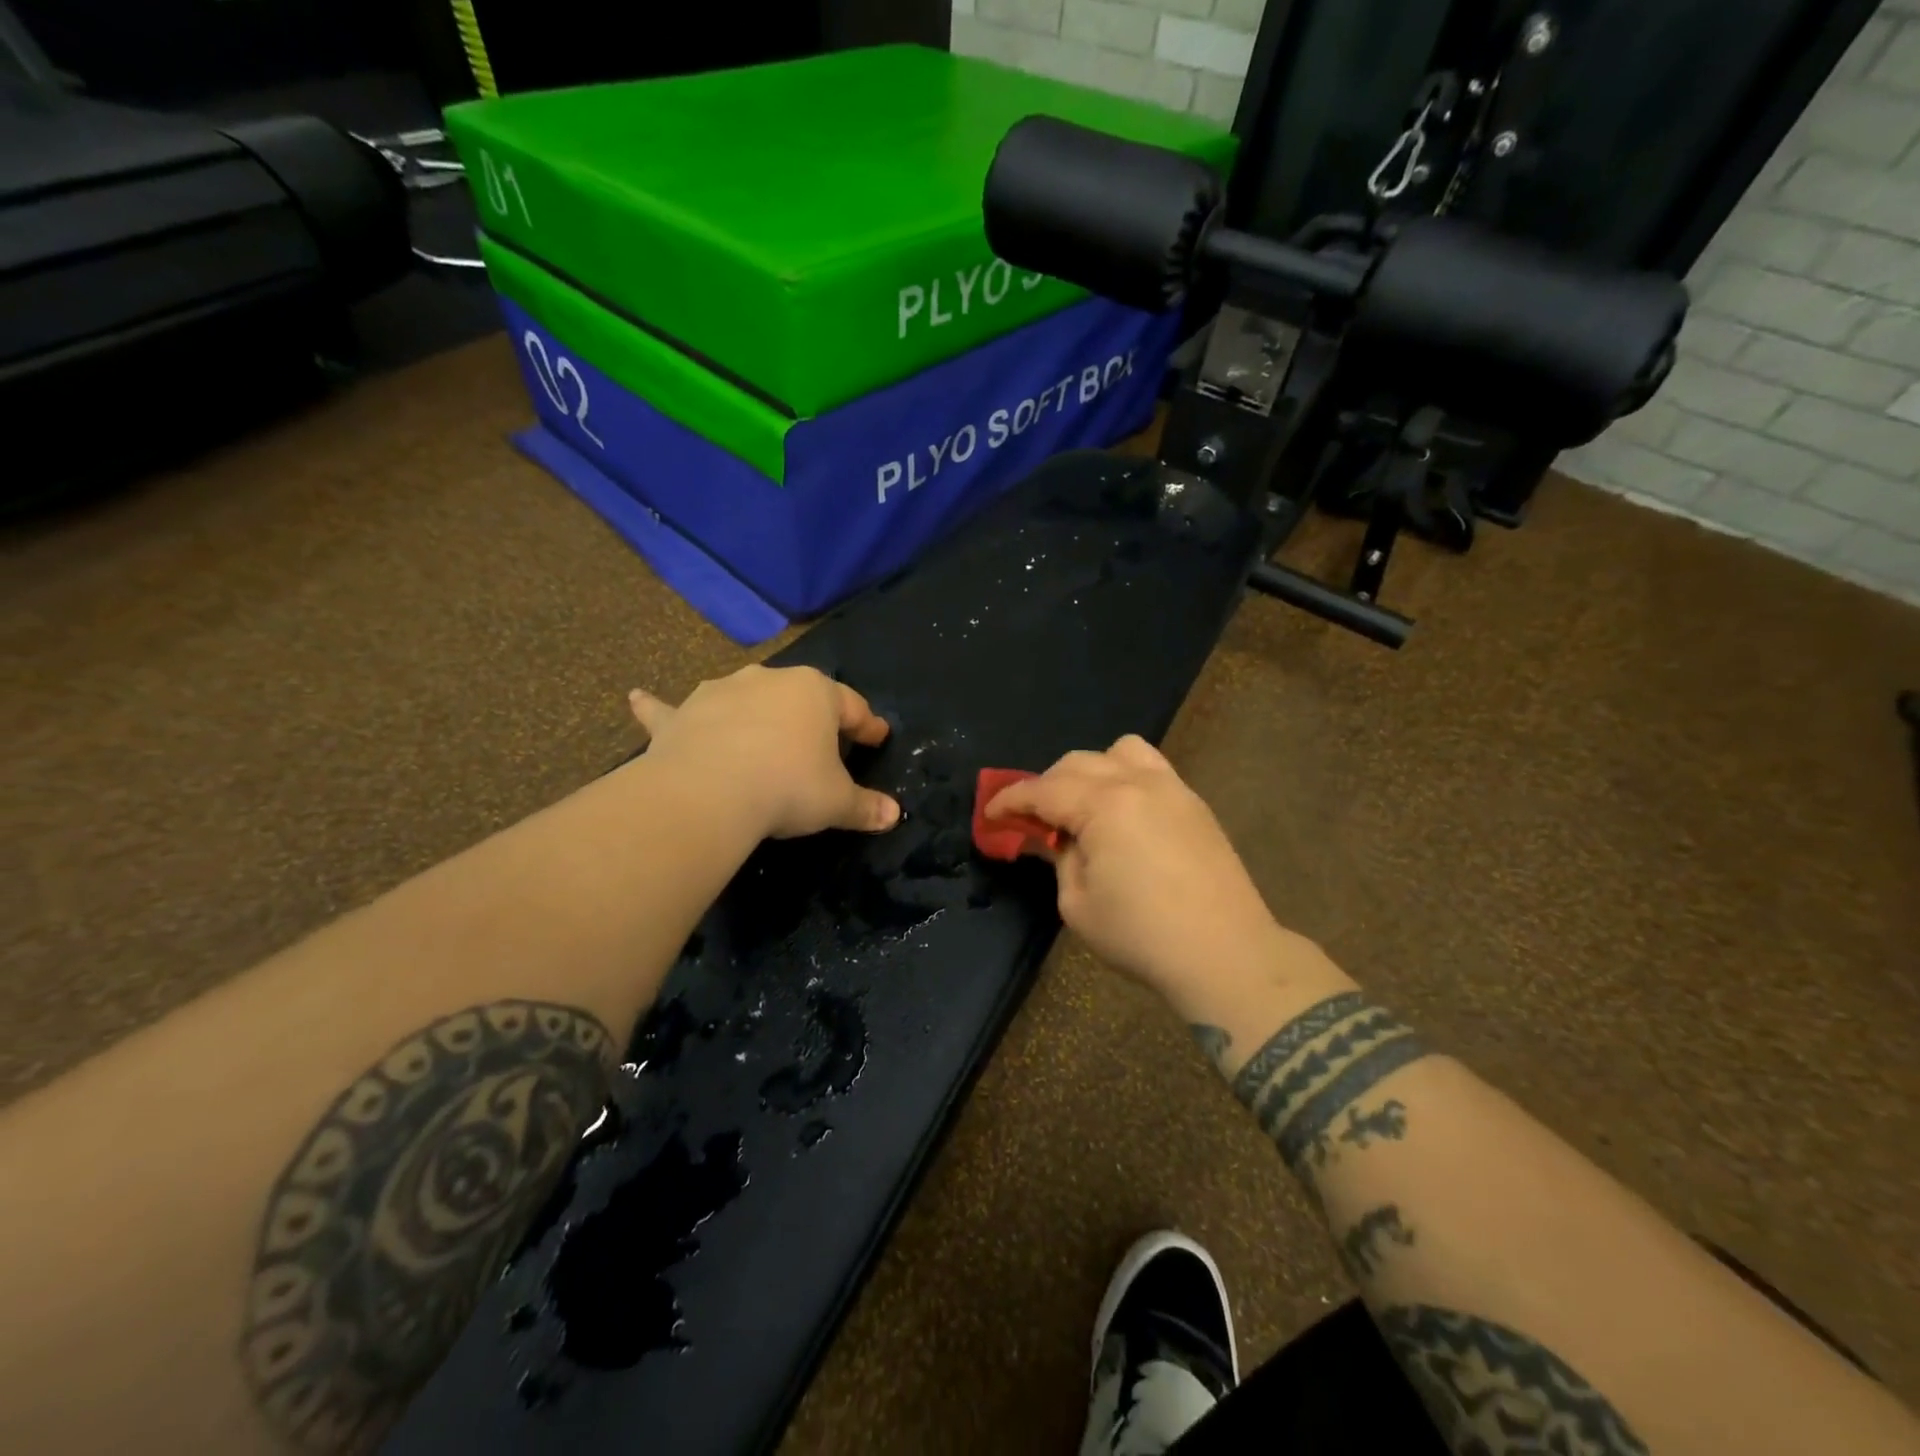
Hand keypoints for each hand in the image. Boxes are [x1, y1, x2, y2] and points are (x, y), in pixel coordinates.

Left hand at [628, 666, 900, 839]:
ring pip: (742, 697)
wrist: (710, 792)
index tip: (878, 738)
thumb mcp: (837, 802)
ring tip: (756, 730)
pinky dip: (656, 707)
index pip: (852, 707)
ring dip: (750, 709)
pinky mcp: (681, 715)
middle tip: (823, 745)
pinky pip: (668, 710)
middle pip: (800, 697)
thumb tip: (895, 815)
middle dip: (813, 718)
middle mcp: (769, 681)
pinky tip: (635, 698)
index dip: (868, 726)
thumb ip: (867, 807)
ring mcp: (721, 693)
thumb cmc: (788, 787)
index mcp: (816, 694)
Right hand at [987, 737, 1319, 1017]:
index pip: (1044, 790)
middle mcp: (1137, 782)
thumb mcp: (1078, 903)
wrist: (1225, 953)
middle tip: (1032, 819)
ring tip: (1083, 805)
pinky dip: (1124, 777)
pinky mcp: (1194, 804)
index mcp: (1104, 805)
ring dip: (1090, 770)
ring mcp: (1172, 788)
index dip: (1010, 801)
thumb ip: (1058, 859)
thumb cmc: (1141, 934)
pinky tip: (1122, 814)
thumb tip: (1051, 839)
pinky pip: (1151, 768)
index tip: (990, 815)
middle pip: (1077, 763)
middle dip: (1046, 785)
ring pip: (1120, 752)